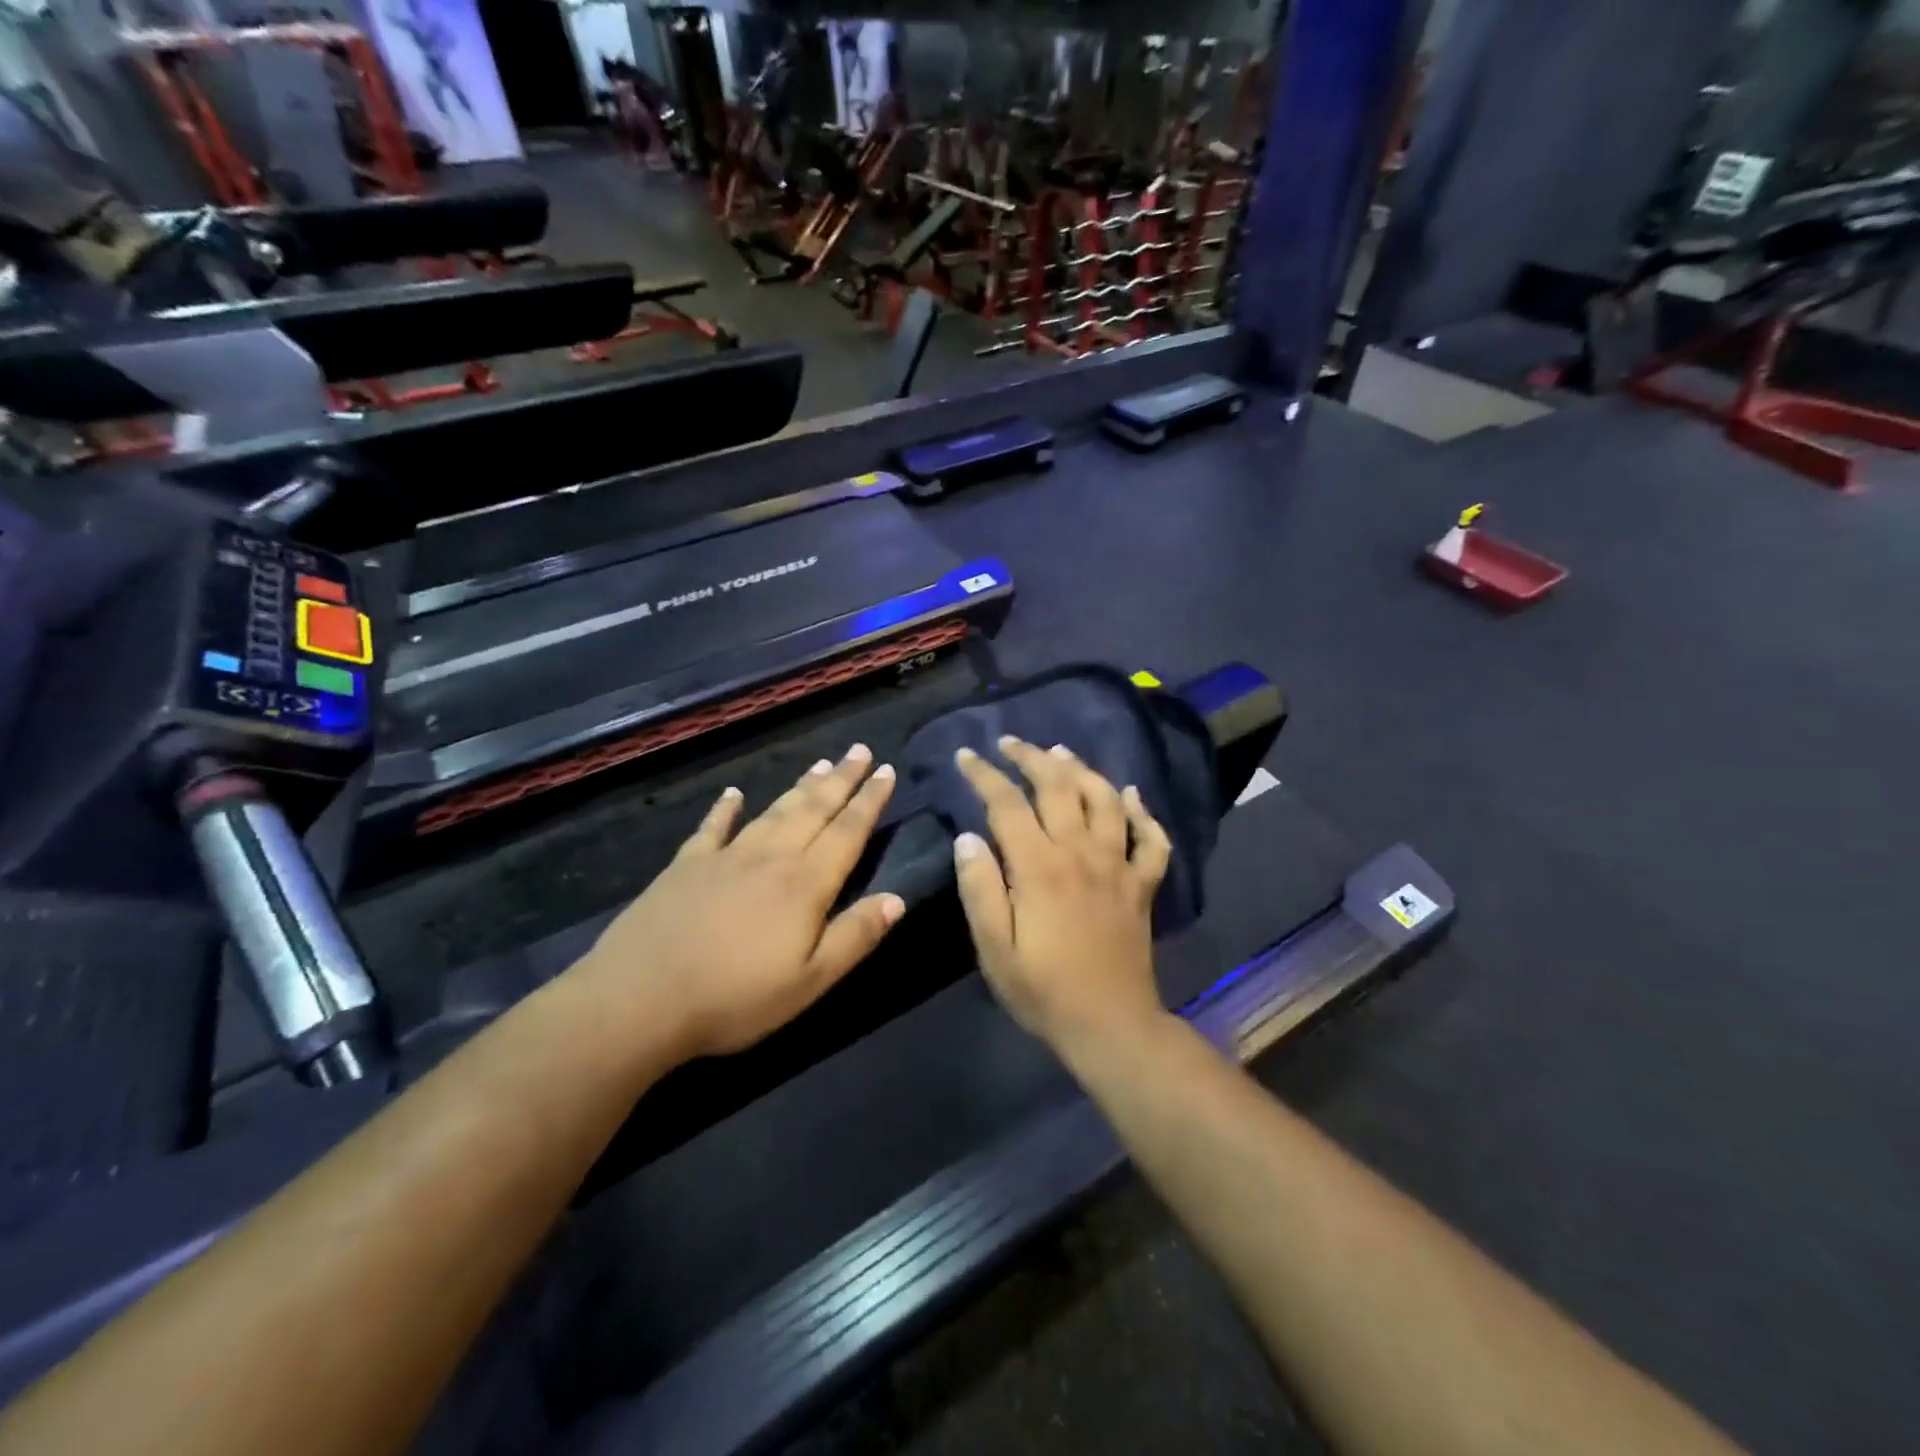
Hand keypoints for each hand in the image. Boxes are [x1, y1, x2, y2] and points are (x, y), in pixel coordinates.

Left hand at [578, 745, 904, 1060]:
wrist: (640, 998)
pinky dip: (724, 808)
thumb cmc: (735, 998)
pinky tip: (733, 794)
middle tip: (860, 750)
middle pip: (814, 810)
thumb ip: (855, 936)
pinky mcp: (686, 865)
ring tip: (821, 763)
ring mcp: (725, 856)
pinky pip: (712, 827)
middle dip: (842, 779)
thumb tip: (898, 898)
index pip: (847, 832)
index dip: (870, 801)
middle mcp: (770, 857)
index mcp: (805, 884)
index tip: (887, 770)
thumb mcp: (809, 981)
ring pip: (773, 811)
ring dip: (800, 786)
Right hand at [951, 737, 1173, 1059]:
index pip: (1008, 804)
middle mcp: (1081, 853)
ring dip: (1083, 770)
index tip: (967, 756)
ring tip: (1061, 753)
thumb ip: (980, 889)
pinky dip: (1143, 812)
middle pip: (1059, 787)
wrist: (1111, 1025)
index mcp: (1040, 868)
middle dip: (1032, 758)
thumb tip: (968, 838)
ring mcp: (1118, 866)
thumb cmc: (1043, 991)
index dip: (985, 775)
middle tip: (1010, 743)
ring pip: (1106, 800)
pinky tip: (1131, 795)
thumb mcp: (994, 949)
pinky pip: (1151, 839)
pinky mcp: (1142, 884)